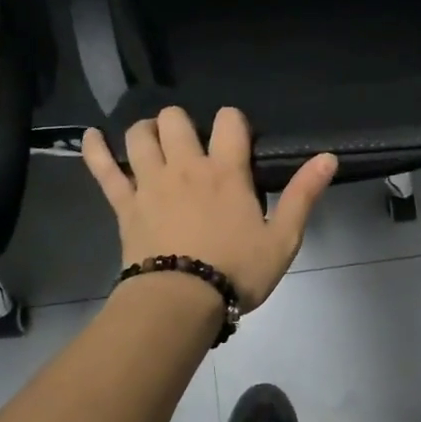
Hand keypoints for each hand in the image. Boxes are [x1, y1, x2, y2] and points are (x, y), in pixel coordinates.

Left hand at [81, 107, 337, 310]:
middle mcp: (185, 166)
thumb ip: (303, 195)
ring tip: (155, 142)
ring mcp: (149, 182)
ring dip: (147, 131)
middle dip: (183, 122)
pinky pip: (103, 169)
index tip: (237, 139)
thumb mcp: (282, 239)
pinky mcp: (124, 204)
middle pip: (176, 119)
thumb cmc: (236, 272)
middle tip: (191, 144)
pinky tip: (91, 136)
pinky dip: (95, 149)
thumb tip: (329, 157)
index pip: (229, 120)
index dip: (234, 121)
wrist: (180, 303)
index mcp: (226, 171)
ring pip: (140, 135)